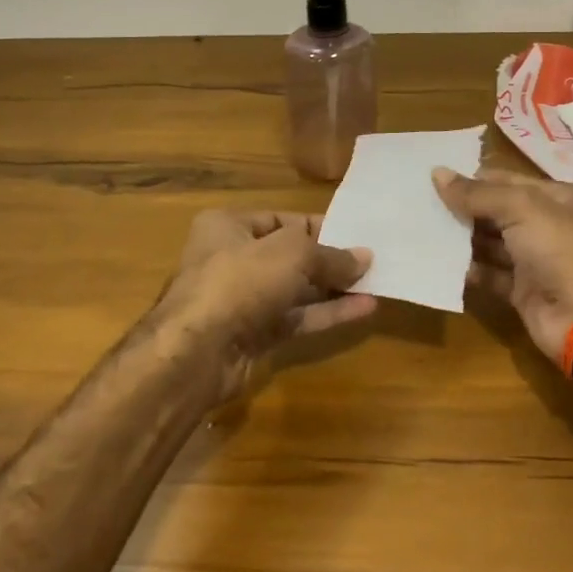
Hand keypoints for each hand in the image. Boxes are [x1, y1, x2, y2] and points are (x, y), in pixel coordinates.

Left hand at [154, 210, 375, 402]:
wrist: (197, 351)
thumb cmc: (240, 280)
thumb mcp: (292, 254)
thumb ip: (330, 255)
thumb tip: (365, 257)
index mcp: (228, 226)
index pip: (281, 220)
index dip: (319, 226)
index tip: (355, 233)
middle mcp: (231, 259)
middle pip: (290, 256)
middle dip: (329, 260)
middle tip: (371, 261)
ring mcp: (241, 300)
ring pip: (295, 290)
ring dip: (333, 288)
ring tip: (375, 283)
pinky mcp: (252, 335)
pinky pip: (296, 318)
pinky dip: (326, 314)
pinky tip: (363, 309)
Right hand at [432, 168, 572, 363]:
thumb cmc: (558, 250)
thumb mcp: (521, 209)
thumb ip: (477, 193)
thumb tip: (437, 173)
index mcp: (558, 198)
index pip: (508, 180)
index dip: (474, 179)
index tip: (435, 180)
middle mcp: (548, 225)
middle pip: (498, 211)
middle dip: (464, 208)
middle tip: (423, 205)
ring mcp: (536, 260)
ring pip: (492, 243)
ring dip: (463, 238)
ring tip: (425, 231)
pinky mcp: (523, 289)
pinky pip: (491, 274)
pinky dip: (470, 269)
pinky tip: (442, 263)